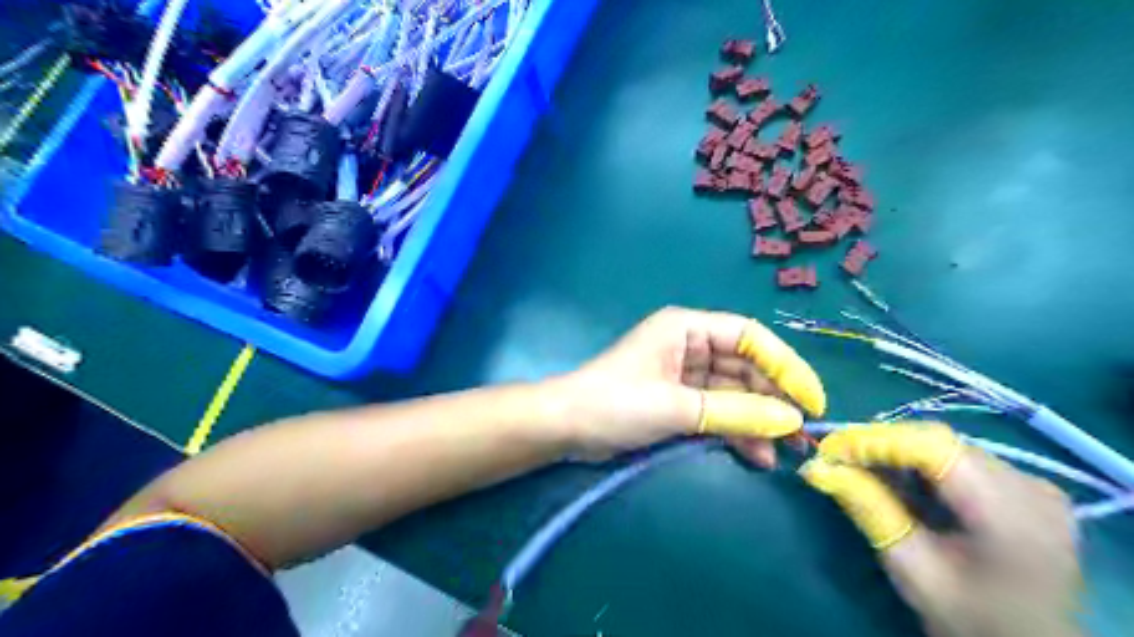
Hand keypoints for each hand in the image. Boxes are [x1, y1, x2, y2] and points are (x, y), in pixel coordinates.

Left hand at [557, 307, 826, 463]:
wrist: (566, 428)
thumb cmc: (617, 404)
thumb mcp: (678, 407)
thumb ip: (735, 412)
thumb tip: (790, 421)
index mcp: (687, 328)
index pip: (749, 337)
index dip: (785, 365)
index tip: (810, 400)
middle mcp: (689, 345)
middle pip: (745, 367)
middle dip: (772, 400)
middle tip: (798, 436)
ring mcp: (684, 375)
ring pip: (734, 393)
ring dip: (756, 421)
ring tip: (779, 453)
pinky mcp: (678, 401)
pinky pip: (717, 411)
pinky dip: (734, 431)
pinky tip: (753, 455)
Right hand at [796, 423, 1079, 636]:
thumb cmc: (971, 619)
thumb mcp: (912, 568)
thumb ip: (869, 509)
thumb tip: (817, 467)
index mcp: (1010, 512)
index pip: (932, 448)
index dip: (875, 441)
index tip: (828, 450)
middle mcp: (1029, 486)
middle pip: (940, 442)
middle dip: (882, 445)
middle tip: (837, 458)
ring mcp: (1034, 485)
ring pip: (948, 447)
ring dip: (899, 453)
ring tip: (860, 467)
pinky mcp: (1027, 490)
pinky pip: (962, 459)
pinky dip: (923, 464)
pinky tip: (900, 479)